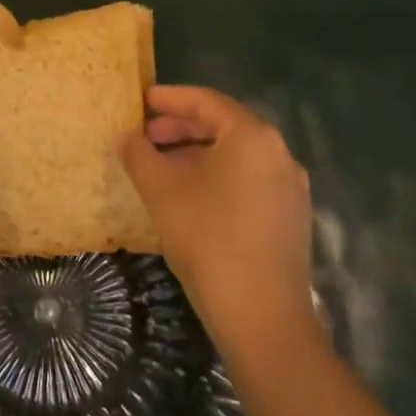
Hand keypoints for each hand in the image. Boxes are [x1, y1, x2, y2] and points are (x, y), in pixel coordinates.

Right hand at [119, 85, 316, 356]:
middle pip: (224, 126)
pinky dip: (218, 176)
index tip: (143, 99)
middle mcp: (278, 153)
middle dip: (182, 128)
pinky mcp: (291, 217)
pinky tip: (191, 197)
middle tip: (147, 136)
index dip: (171, 98)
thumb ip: (139, 156)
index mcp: (252, 136)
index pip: (207, 101)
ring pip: (237, 155)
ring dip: (198, 154)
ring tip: (162, 168)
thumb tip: (124, 136)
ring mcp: (290, 187)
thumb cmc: (208, 239)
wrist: (263, 317)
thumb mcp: (162, 192)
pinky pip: (249, 180)